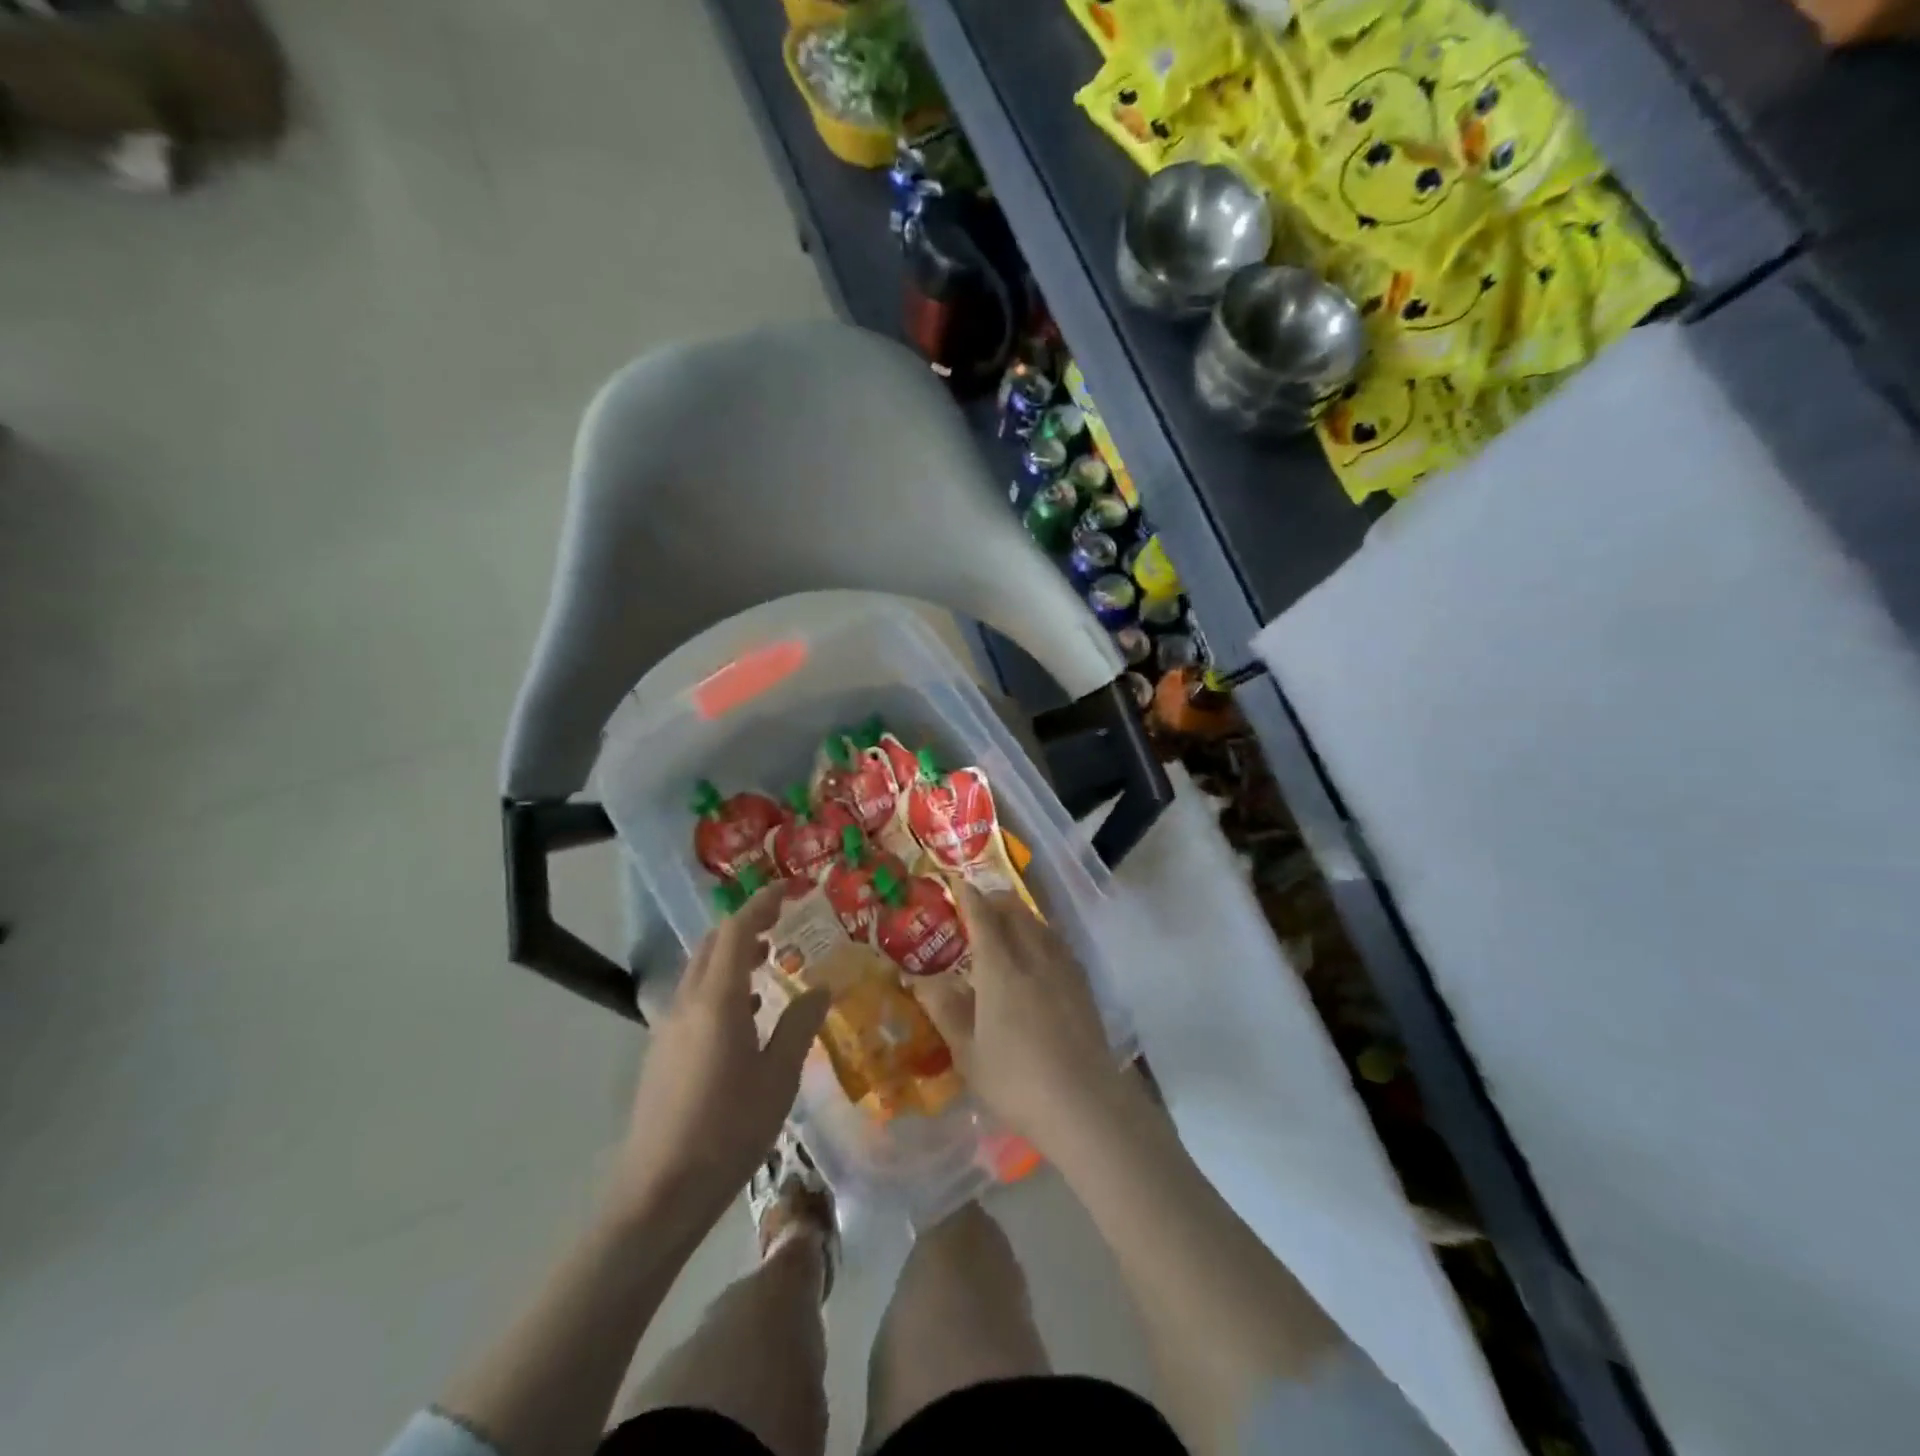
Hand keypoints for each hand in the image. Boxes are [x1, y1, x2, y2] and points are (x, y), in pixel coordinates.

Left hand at [609, 886, 828, 1226]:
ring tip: (767, 960)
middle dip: (745, 924)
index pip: (736, 930)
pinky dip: (720, 986)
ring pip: (700, 972)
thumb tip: (821, 986)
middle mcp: (686, 1003)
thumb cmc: (728, 1131)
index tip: (788, 888)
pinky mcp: (662, 1053)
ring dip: (731, 956)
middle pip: (711, 945)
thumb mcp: (778, 1077)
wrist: (658, 1193)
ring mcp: (668, 1028)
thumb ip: (799, 1025)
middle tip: (780, 920)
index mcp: (717, 1000)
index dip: (761, 903)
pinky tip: (744, 1014)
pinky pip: (693, 999)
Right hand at [911, 884, 1131, 1157]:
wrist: (1085, 1105)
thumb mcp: (968, 1052)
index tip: (958, 882)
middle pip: (1016, 913)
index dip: (969, 897)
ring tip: (1007, 924)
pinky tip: (1039, 953)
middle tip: (979, 905)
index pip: (983, 919)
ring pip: (1040, 925)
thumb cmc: (1016, 1081)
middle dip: (996, 900)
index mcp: (1001, 969)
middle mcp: (1034, 957)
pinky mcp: (1083, 986)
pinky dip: (1041, 935)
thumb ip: (945, 1010)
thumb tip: (918, 979)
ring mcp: (1064, 970)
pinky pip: (1057, 944)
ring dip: (1020, 915)